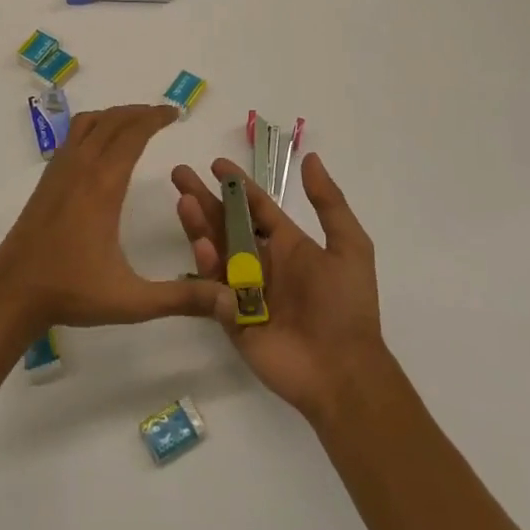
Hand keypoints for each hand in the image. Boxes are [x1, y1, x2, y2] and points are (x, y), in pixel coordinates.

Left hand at [0, 104, 232, 333]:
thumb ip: (181, 298)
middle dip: (139, 112)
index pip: (132, 134)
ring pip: (88, 124)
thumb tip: (228, 298)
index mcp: (103, 185)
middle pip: (111, 121)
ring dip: (114, 116)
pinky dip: (93, 127)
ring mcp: (59, 171)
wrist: (12, 292)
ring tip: (135, 123)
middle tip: (163, 115)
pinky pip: (72, 137)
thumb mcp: (131, 300)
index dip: (155, 118)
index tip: (175, 113)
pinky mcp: (46, 181)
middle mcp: (80, 168)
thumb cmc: (71, 291)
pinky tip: (100, 147)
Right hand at [172, 153, 385, 421]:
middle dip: (203, 198)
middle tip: (179, 174)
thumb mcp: (349, 247)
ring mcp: (243, 291)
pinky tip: (202, 247)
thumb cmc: (347, 306)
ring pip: (214, 251)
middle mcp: (261, 262)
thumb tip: (309, 158)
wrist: (342, 370)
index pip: (256, 207)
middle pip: (225, 223)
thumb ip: (329, 203)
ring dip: (199, 225)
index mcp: (287, 245)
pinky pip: (212, 288)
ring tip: (184, 203)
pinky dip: (205, 266)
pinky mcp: (230, 318)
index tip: (215, 163)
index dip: (237, 184)